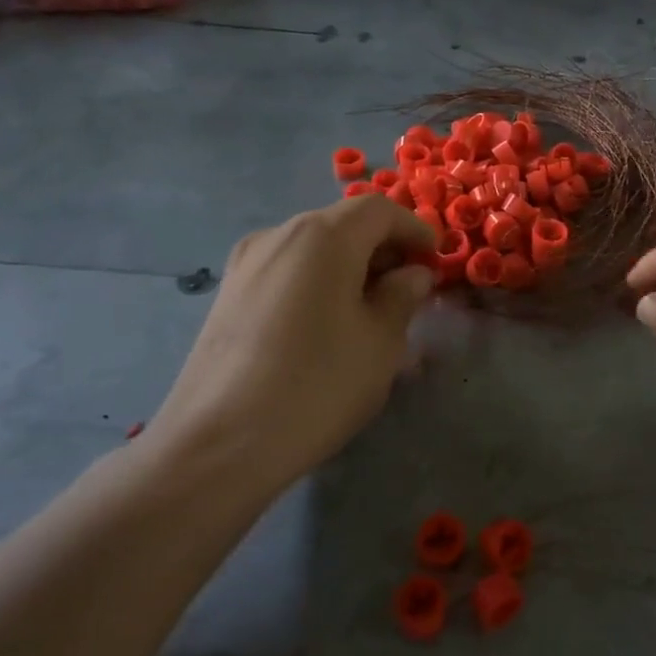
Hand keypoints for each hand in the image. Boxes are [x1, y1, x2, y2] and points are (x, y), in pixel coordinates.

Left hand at [144, 196, 436, 496]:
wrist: (219, 445)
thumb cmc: (318, 386)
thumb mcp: (381, 341)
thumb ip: (403, 295)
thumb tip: (412, 273)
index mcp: (323, 237)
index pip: (379, 210)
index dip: (414, 229)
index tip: (435, 260)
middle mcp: (279, 235)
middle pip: (342, 224)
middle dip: (383, 249)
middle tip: (409, 289)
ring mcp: (246, 264)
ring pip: (313, 249)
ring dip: (351, 267)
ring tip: (372, 310)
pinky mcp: (228, 294)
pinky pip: (287, 271)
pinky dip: (318, 282)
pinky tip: (328, 325)